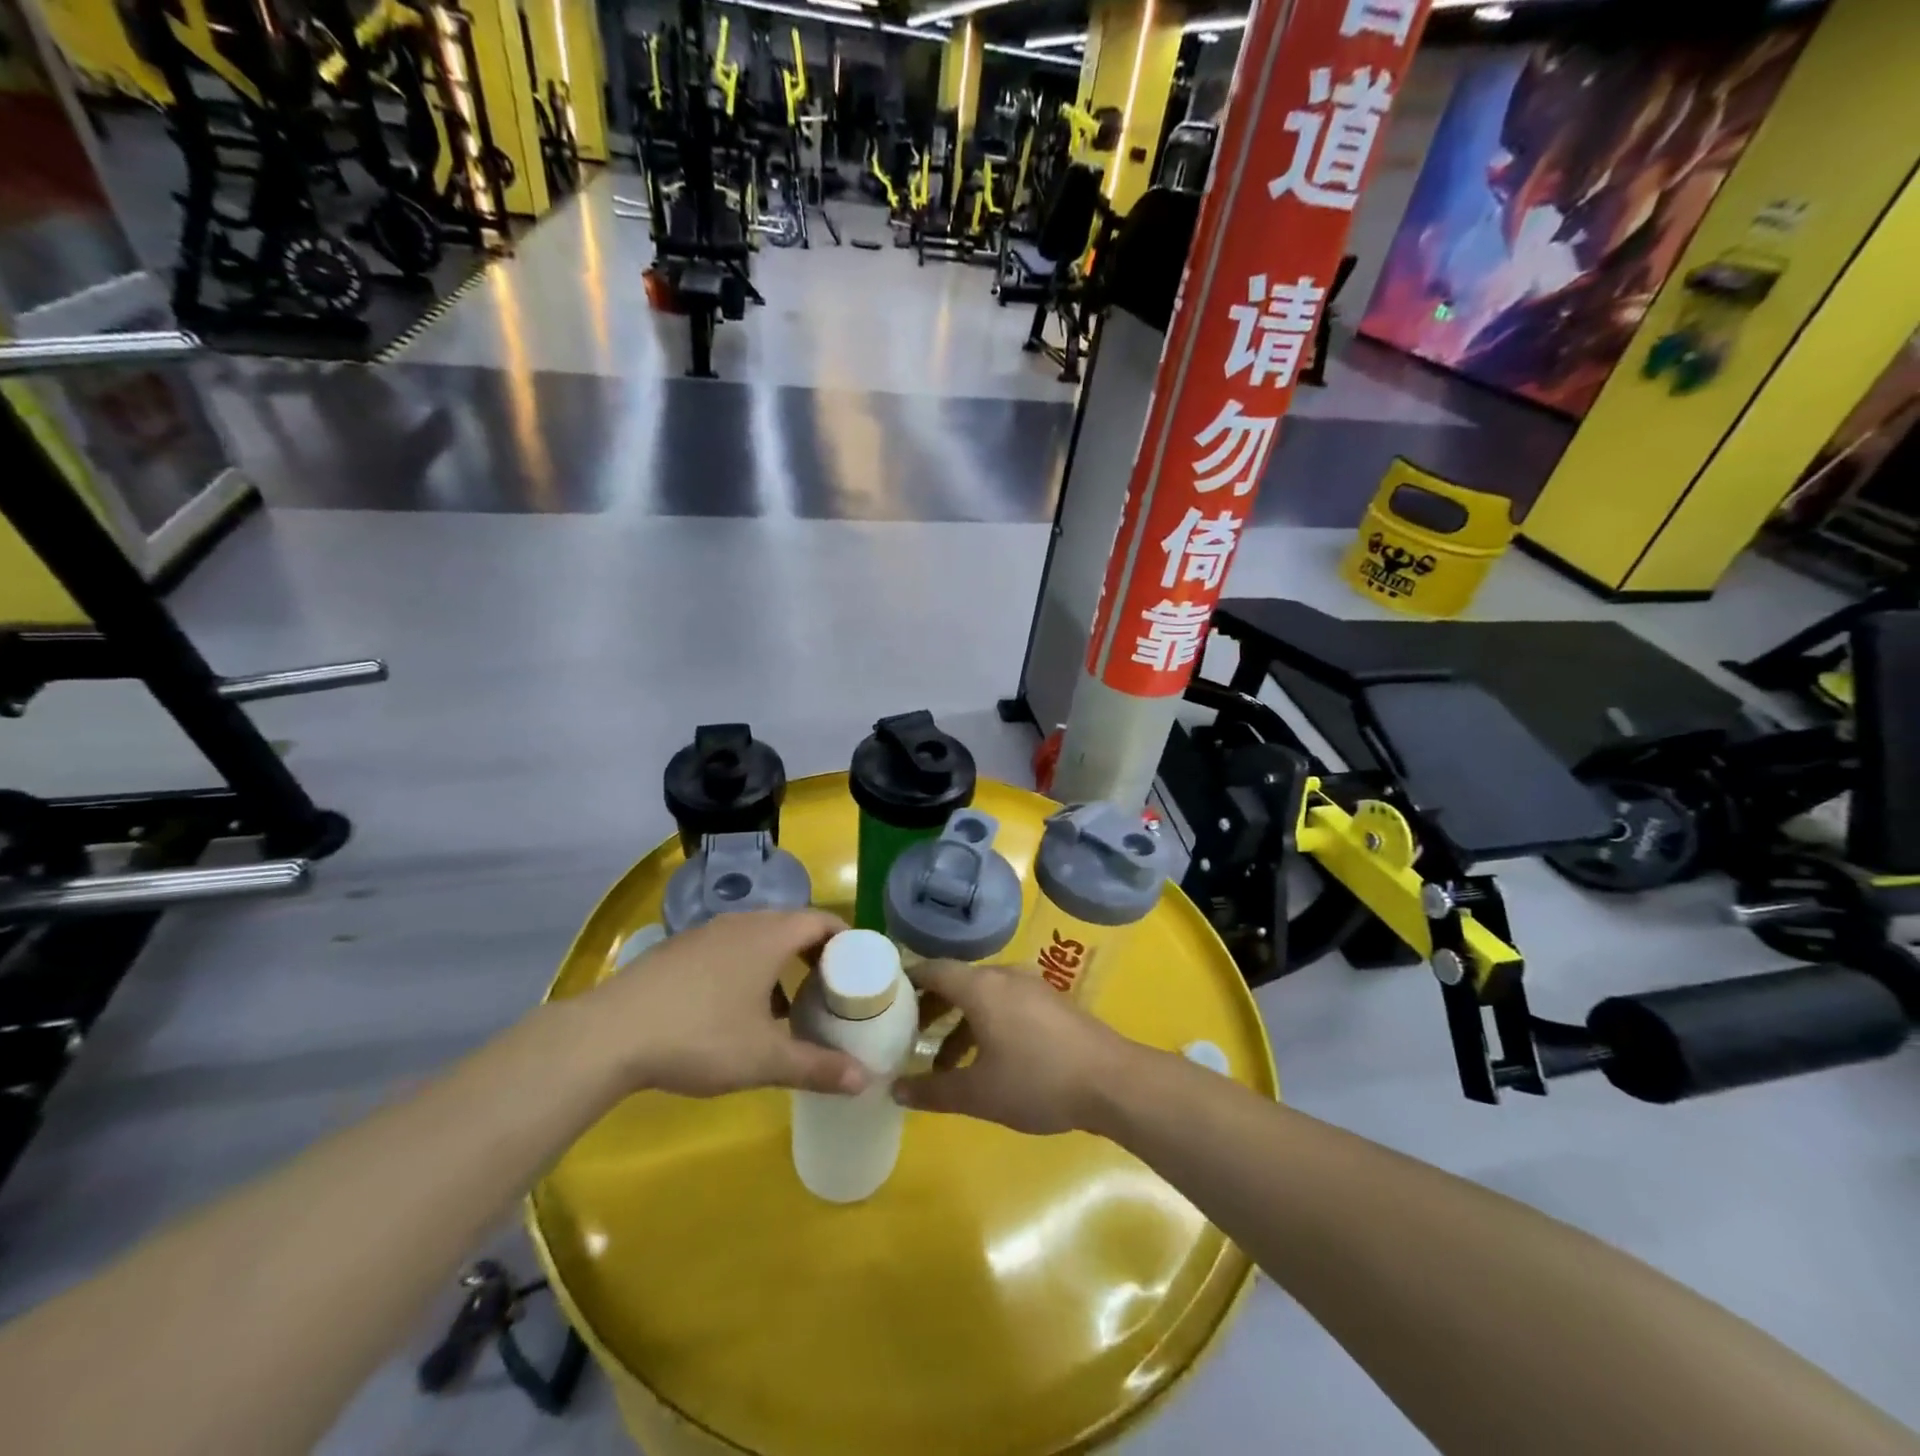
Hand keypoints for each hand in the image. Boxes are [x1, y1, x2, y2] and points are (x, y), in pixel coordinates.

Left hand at [580, 910, 867, 1098]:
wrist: (608, 1035)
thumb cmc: (699, 1037)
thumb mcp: (764, 1059)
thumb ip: (817, 1067)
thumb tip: (865, 1082)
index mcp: (770, 936)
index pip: (822, 920)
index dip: (847, 939)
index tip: (861, 967)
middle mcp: (742, 924)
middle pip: (792, 926)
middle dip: (816, 955)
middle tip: (831, 990)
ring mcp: (706, 933)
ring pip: (758, 937)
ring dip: (780, 963)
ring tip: (787, 1004)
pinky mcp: (678, 949)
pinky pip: (729, 948)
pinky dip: (748, 968)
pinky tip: (736, 1010)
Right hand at [893, 960, 1142, 1134]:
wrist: (1112, 1081)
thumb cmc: (1037, 1081)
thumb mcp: (978, 1093)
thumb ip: (933, 1090)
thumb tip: (894, 1090)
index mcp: (981, 987)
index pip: (934, 970)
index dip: (907, 981)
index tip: (884, 998)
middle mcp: (1004, 976)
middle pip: (957, 981)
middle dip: (931, 1007)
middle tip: (907, 1035)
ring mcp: (1031, 986)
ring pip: (983, 996)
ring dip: (959, 1023)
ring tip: (944, 1064)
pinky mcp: (1051, 1003)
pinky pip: (1005, 1003)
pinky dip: (985, 1023)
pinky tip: (986, 1060)